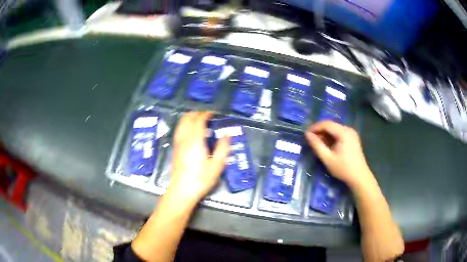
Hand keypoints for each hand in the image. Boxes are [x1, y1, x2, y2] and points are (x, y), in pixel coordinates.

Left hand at [167, 112, 229, 202]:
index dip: (206, 114)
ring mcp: (177, 143)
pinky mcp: (175, 148)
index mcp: (195, 140)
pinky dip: (185, 125)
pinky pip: (179, 130)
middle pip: (188, 118)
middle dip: (197, 114)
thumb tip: (227, 134)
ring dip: (190, 118)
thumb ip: (223, 148)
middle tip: (207, 116)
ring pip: (181, 123)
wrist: (182, 190)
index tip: (213, 114)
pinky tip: (191, 133)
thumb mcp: (217, 165)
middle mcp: (184, 138)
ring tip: (199, 122)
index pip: (199, 120)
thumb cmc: (201, 179)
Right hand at [305, 121, 372, 187]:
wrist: (359, 177)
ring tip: (317, 143)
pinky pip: (339, 133)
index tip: (306, 134)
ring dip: (325, 134)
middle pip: (331, 125)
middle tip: (310, 139)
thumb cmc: (343, 169)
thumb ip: (317, 145)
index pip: (326, 124)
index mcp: (344, 133)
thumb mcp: (327, 158)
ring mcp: (351, 133)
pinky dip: (331, 137)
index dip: (315, 127)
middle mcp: (348, 129)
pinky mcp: (352, 138)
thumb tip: (307, 135)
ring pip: (334, 129)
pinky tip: (327, 145)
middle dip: (320, 131)